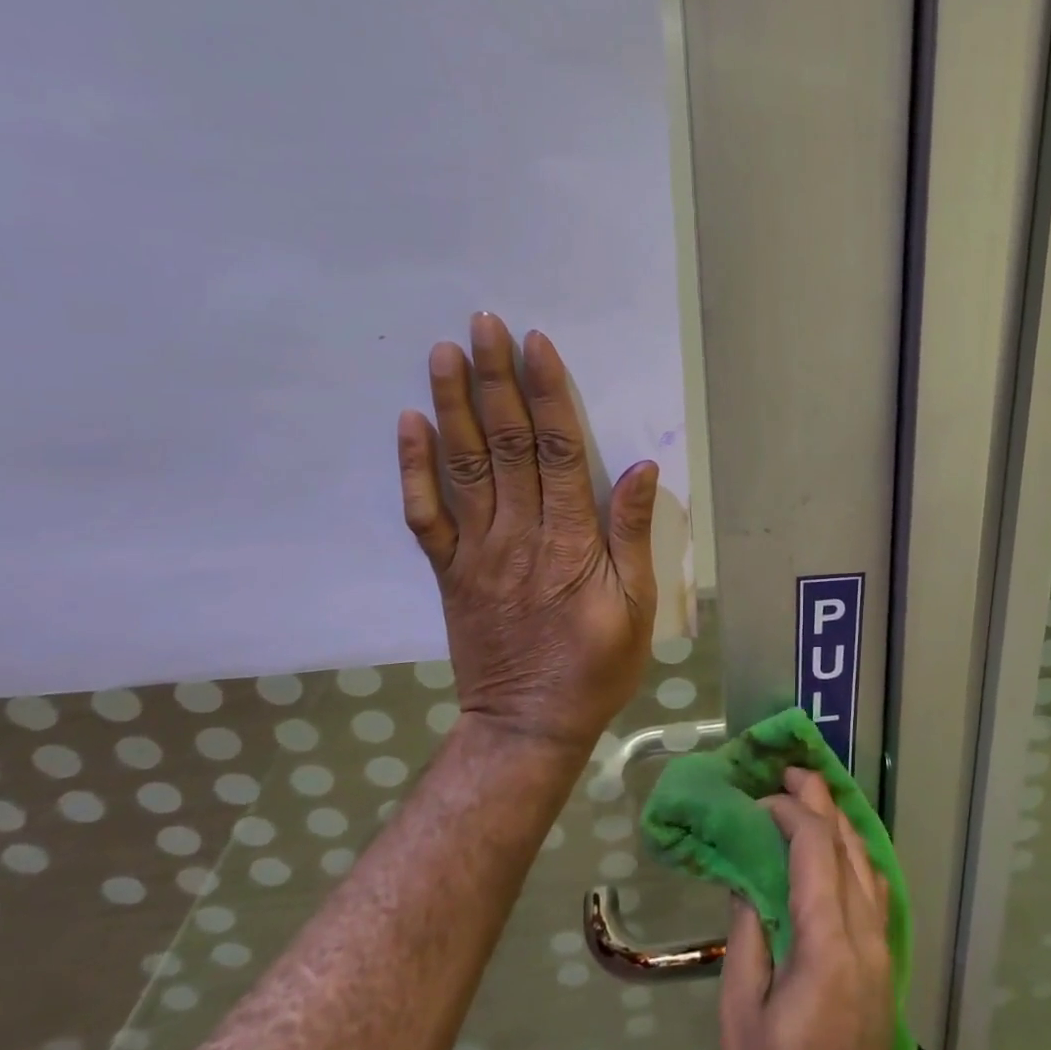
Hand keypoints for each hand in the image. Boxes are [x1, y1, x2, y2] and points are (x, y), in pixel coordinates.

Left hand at [396, 312, 658, 752]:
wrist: (528, 725)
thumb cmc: (596, 664)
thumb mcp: (637, 606)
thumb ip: (632, 533)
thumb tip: (639, 466)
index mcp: (570, 540)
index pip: (556, 450)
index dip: (546, 393)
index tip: (534, 344)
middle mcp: (519, 534)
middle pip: (505, 444)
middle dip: (495, 380)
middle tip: (483, 324)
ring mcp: (476, 552)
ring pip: (463, 467)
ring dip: (452, 406)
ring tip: (443, 353)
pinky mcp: (448, 572)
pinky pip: (425, 515)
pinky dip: (415, 468)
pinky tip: (410, 424)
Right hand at [718, 768, 904, 1049]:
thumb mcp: (741, 1019)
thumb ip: (747, 937)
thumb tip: (747, 877)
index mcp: (828, 944)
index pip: (815, 849)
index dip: (789, 812)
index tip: (760, 799)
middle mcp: (865, 935)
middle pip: (848, 845)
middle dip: (820, 801)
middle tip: (791, 771)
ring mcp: (882, 950)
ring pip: (868, 863)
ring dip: (840, 823)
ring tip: (811, 798)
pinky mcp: (885, 967)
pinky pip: (875, 889)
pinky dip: (854, 854)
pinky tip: (838, 850)